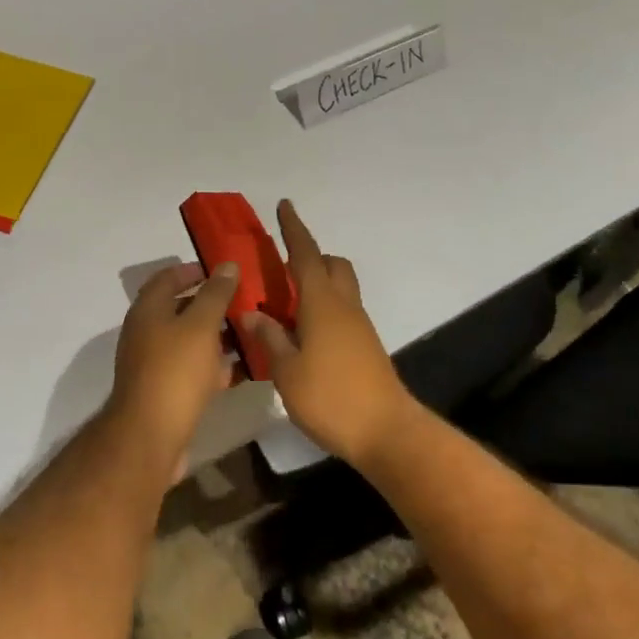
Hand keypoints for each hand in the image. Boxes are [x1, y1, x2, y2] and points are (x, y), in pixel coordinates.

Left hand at [107, 261, 239, 468]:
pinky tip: (240, 369)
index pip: (167, 278)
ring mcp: (154, 364)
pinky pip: (192, 369)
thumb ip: (215, 294)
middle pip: (178, 309)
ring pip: (188, 341)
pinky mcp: (165, 391)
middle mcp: (146, 333)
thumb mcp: (201, 326)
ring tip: (248, 332)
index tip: (221, 271)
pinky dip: (213, 365)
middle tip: (242, 301)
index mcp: (148, 310)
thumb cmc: (175, 371)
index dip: (192, 271)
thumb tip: (226, 265)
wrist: (150, 436)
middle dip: (209, 304)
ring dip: (215, 335)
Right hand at [243, 201, 411, 466]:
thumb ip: (269, 338)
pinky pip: (342, 311)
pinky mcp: (366, 346)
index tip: (284, 205)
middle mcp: (344, 306)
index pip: (306, 255)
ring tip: (286, 305)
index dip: (293, 229)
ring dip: (318, 284)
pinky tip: (303, 334)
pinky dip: (323, 308)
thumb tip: (251, 313)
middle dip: (311, 256)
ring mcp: (359, 326)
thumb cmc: (331, 398)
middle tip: (282, 267)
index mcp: (322, 303)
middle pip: (332, 265)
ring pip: (340, 287)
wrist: (387, 433)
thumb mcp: (287, 371)